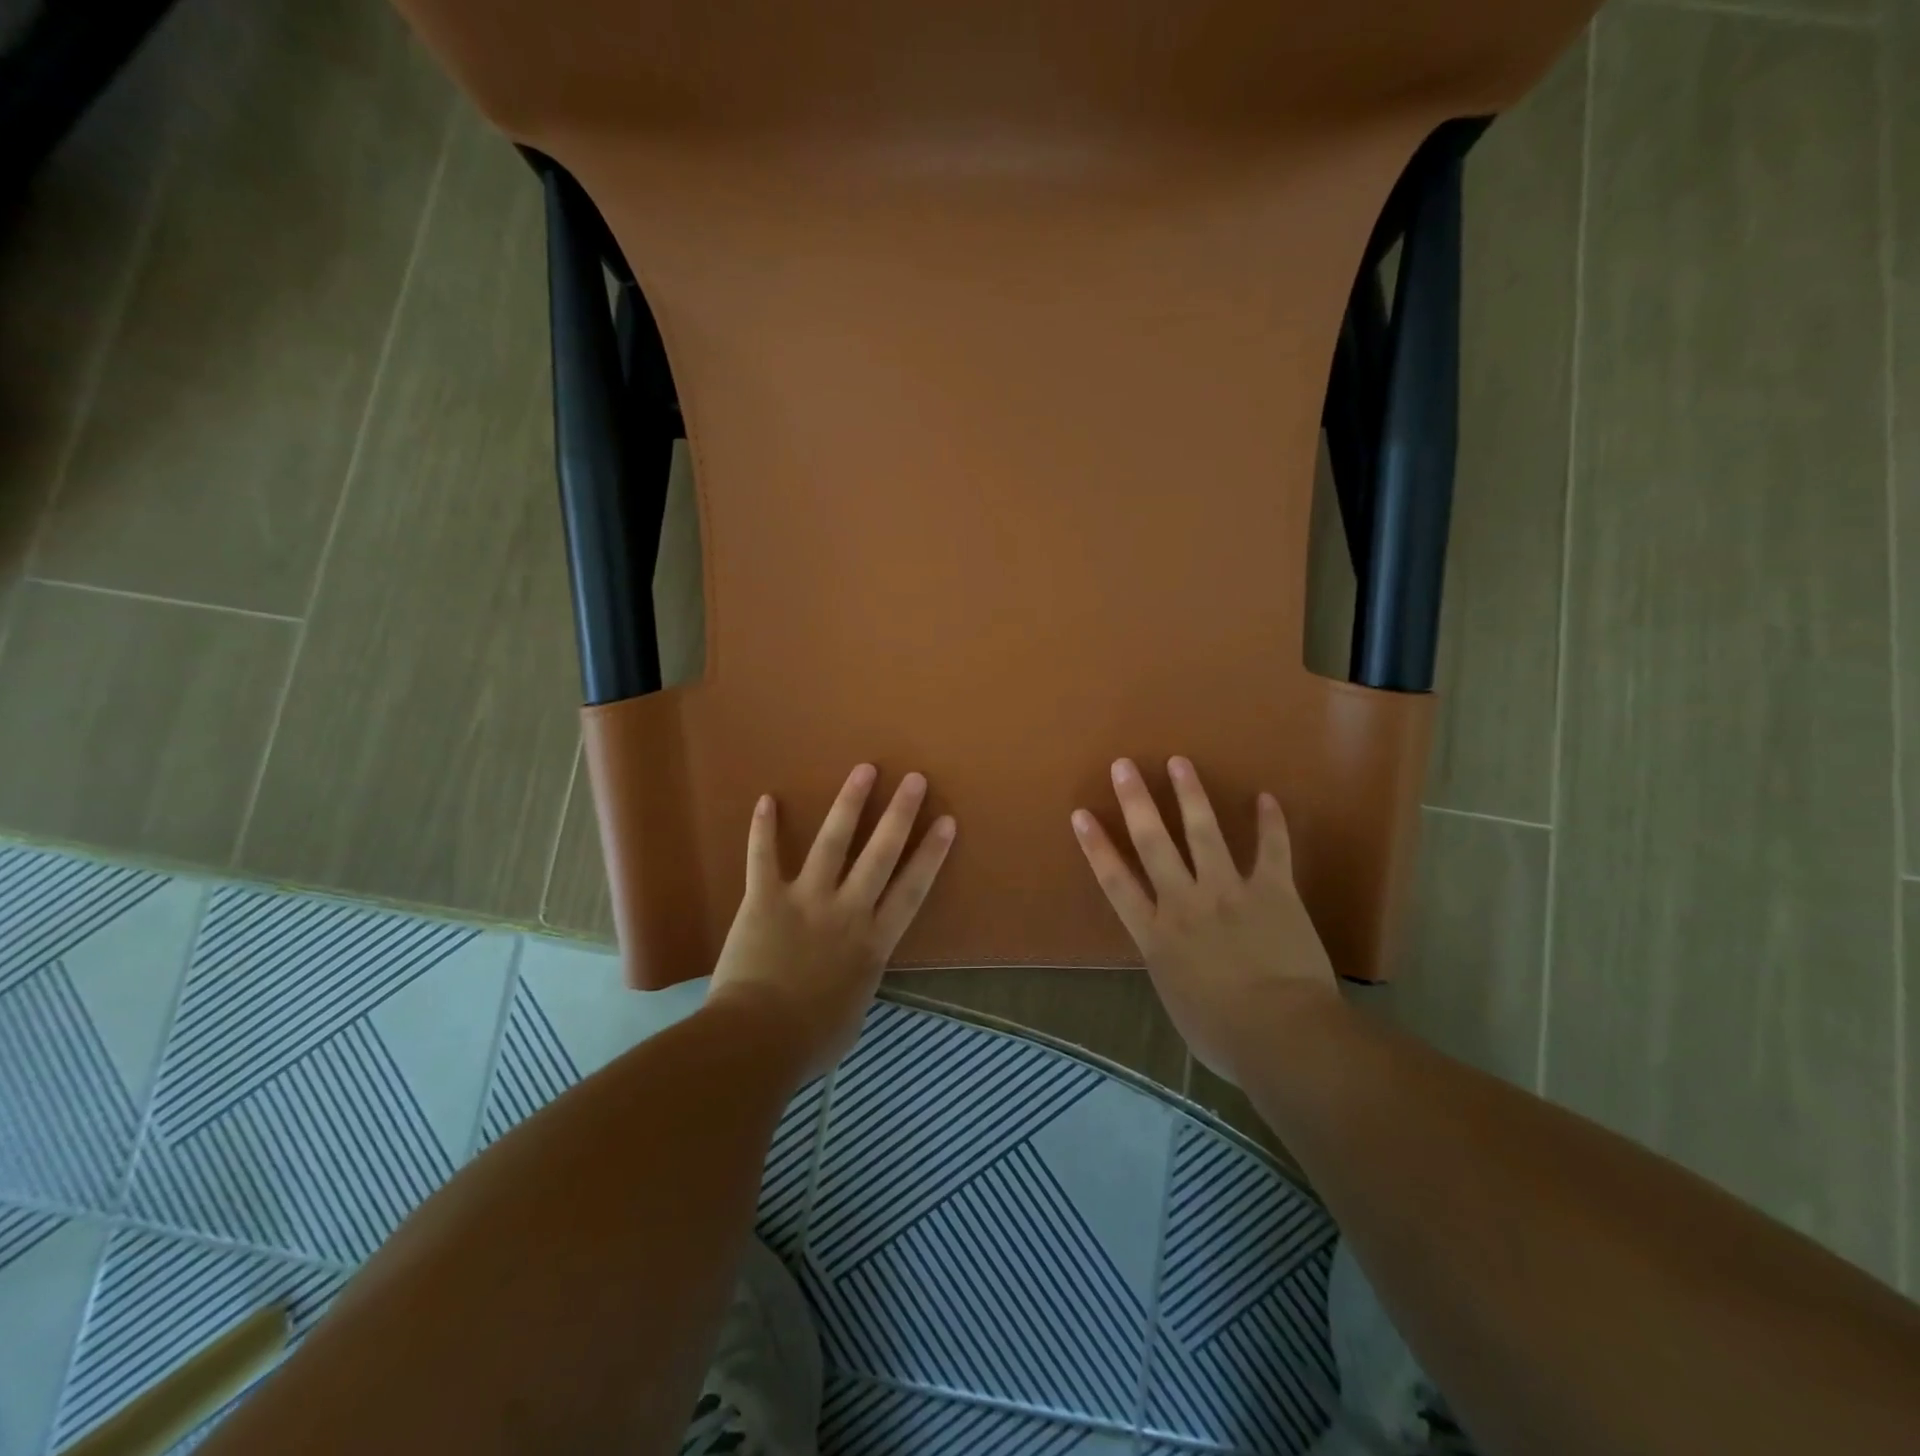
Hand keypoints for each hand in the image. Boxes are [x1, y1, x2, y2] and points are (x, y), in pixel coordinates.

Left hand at [709, 764, 955, 1079]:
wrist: (758, 1041)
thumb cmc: (811, 1039)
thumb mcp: (854, 1012)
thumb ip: (860, 978)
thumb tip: (856, 967)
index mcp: (873, 941)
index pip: (912, 889)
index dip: (931, 853)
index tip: (947, 821)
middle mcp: (847, 910)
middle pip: (880, 853)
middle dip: (900, 813)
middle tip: (914, 778)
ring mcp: (806, 900)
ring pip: (832, 842)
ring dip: (849, 804)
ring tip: (864, 770)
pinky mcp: (765, 900)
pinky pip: (762, 858)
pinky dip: (762, 829)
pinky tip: (765, 799)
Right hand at [1072, 756, 1340, 1084]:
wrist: (1280, 1035)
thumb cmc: (1222, 1034)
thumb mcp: (1177, 1001)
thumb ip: (1171, 967)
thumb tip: (1175, 955)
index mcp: (1156, 935)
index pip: (1116, 881)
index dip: (1097, 846)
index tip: (1081, 814)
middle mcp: (1184, 902)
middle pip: (1152, 842)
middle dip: (1136, 801)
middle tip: (1124, 765)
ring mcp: (1228, 892)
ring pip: (1203, 833)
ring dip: (1190, 795)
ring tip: (1179, 763)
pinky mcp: (1272, 892)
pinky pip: (1271, 850)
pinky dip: (1271, 824)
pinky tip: (1267, 798)